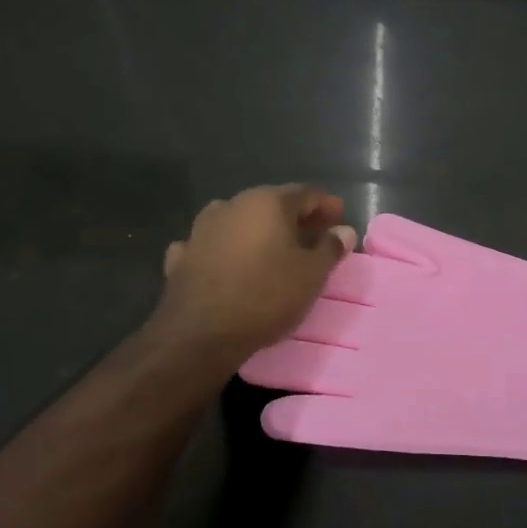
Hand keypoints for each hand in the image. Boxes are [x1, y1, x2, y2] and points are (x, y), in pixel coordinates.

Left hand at [150, 185, 355, 367]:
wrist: (200, 334)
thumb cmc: (266, 296)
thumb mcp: (312, 275)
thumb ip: (330, 247)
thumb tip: (344, 231)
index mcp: (268, 202)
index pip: (307, 193)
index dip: (327, 205)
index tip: (341, 221)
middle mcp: (233, 205)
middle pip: (272, 204)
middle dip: (296, 218)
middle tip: (315, 237)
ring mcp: (202, 229)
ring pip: (240, 222)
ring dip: (260, 232)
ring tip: (275, 251)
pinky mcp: (183, 256)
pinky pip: (213, 245)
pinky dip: (227, 250)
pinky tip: (231, 264)